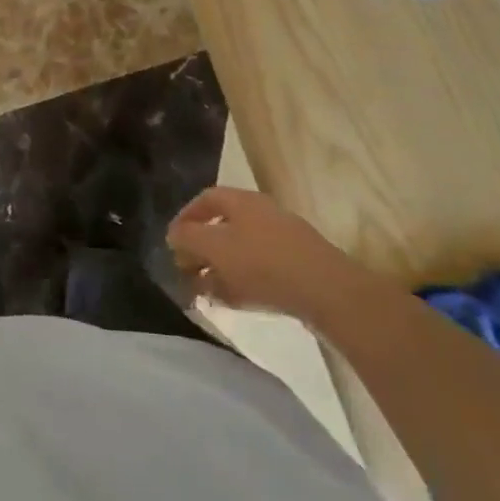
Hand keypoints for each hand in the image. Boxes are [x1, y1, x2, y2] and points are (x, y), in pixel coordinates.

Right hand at [167, 187, 345, 315]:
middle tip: (186, 271)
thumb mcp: (214, 247)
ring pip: (241, 251)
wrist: (327, 291)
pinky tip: (234, 301)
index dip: (185, 218)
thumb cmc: (262, 262)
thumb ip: (188, 238)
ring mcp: (284, 239)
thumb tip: (175, 235)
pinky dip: (242, 282)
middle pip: (223, 226)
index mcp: (242, 201)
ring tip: (206, 292)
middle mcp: (263, 213)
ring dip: (219, 269)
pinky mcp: (298, 266)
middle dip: (201, 249)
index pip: (205, 199)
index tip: (172, 242)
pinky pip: (261, 270)